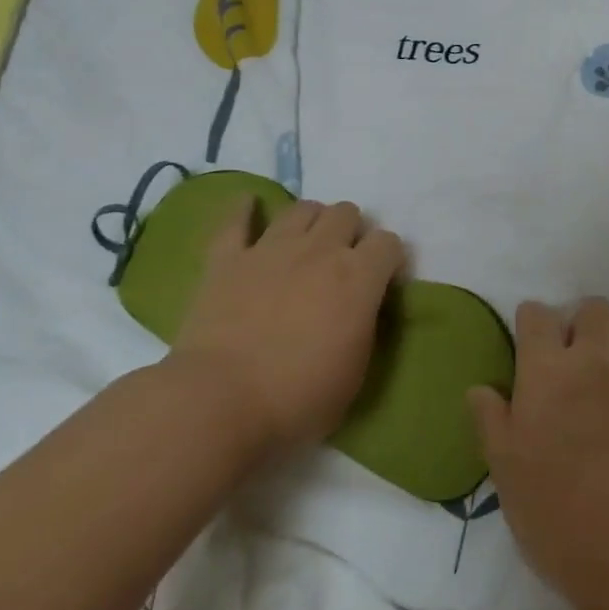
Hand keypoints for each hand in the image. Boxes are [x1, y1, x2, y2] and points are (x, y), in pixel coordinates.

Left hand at [173, 198, 404, 452]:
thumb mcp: (356, 370)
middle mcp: (320, 251)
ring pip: (302, 208)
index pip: (389, 242)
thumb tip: (362, 307)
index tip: (382, 279)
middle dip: (351, 231)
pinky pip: (235, 220)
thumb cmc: (298, 399)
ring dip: (311, 220)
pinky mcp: (227, 259)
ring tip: (306, 242)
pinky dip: (244, 210)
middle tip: (343, 260)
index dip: (389, 258)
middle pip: (347, 213)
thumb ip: (365, 325)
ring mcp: (271, 249)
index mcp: (359, 278)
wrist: (220, 403)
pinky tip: (249, 205)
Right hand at [469, 298, 608, 609]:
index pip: (537, 315)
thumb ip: (492, 422)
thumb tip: (479, 388)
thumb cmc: (559, 515)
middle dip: (581, 323)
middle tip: (574, 359)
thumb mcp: (507, 474)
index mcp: (545, 372)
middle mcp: (593, 358)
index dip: (532, 322)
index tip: (531, 343)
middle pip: (592, 307)